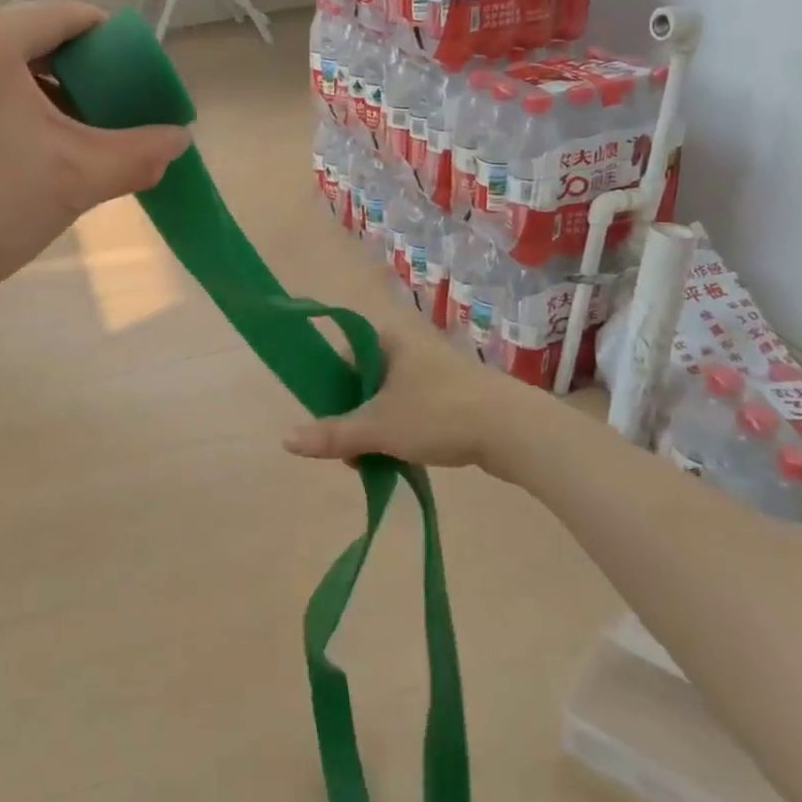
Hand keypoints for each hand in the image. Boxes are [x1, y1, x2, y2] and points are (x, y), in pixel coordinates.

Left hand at [0, 0, 190, 312]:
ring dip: (33, 98)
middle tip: (100, 121)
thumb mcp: (76, 177)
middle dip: (72, 78)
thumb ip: (137, 153)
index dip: (111, 43)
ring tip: (57, 145)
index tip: (134, 80)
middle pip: (26, 42)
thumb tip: (180, 140)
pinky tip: (6, 158)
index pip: (66, 16)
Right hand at [281, 327, 531, 478]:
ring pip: (389, 398)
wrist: (516, 430)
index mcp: (388, 340)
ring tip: (374, 460)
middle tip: (350, 449)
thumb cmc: (439, 414)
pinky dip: (403, 431)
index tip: (328, 417)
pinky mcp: (456, 395)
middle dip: (353, 415)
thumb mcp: (378, 427)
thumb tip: (285, 440)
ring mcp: (436, 372)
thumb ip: (332, 434)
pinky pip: (414, 409)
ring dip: (377, 428)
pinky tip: (403, 458)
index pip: (343, 353)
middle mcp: (410, 348)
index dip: (330, 385)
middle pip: (364, 380)